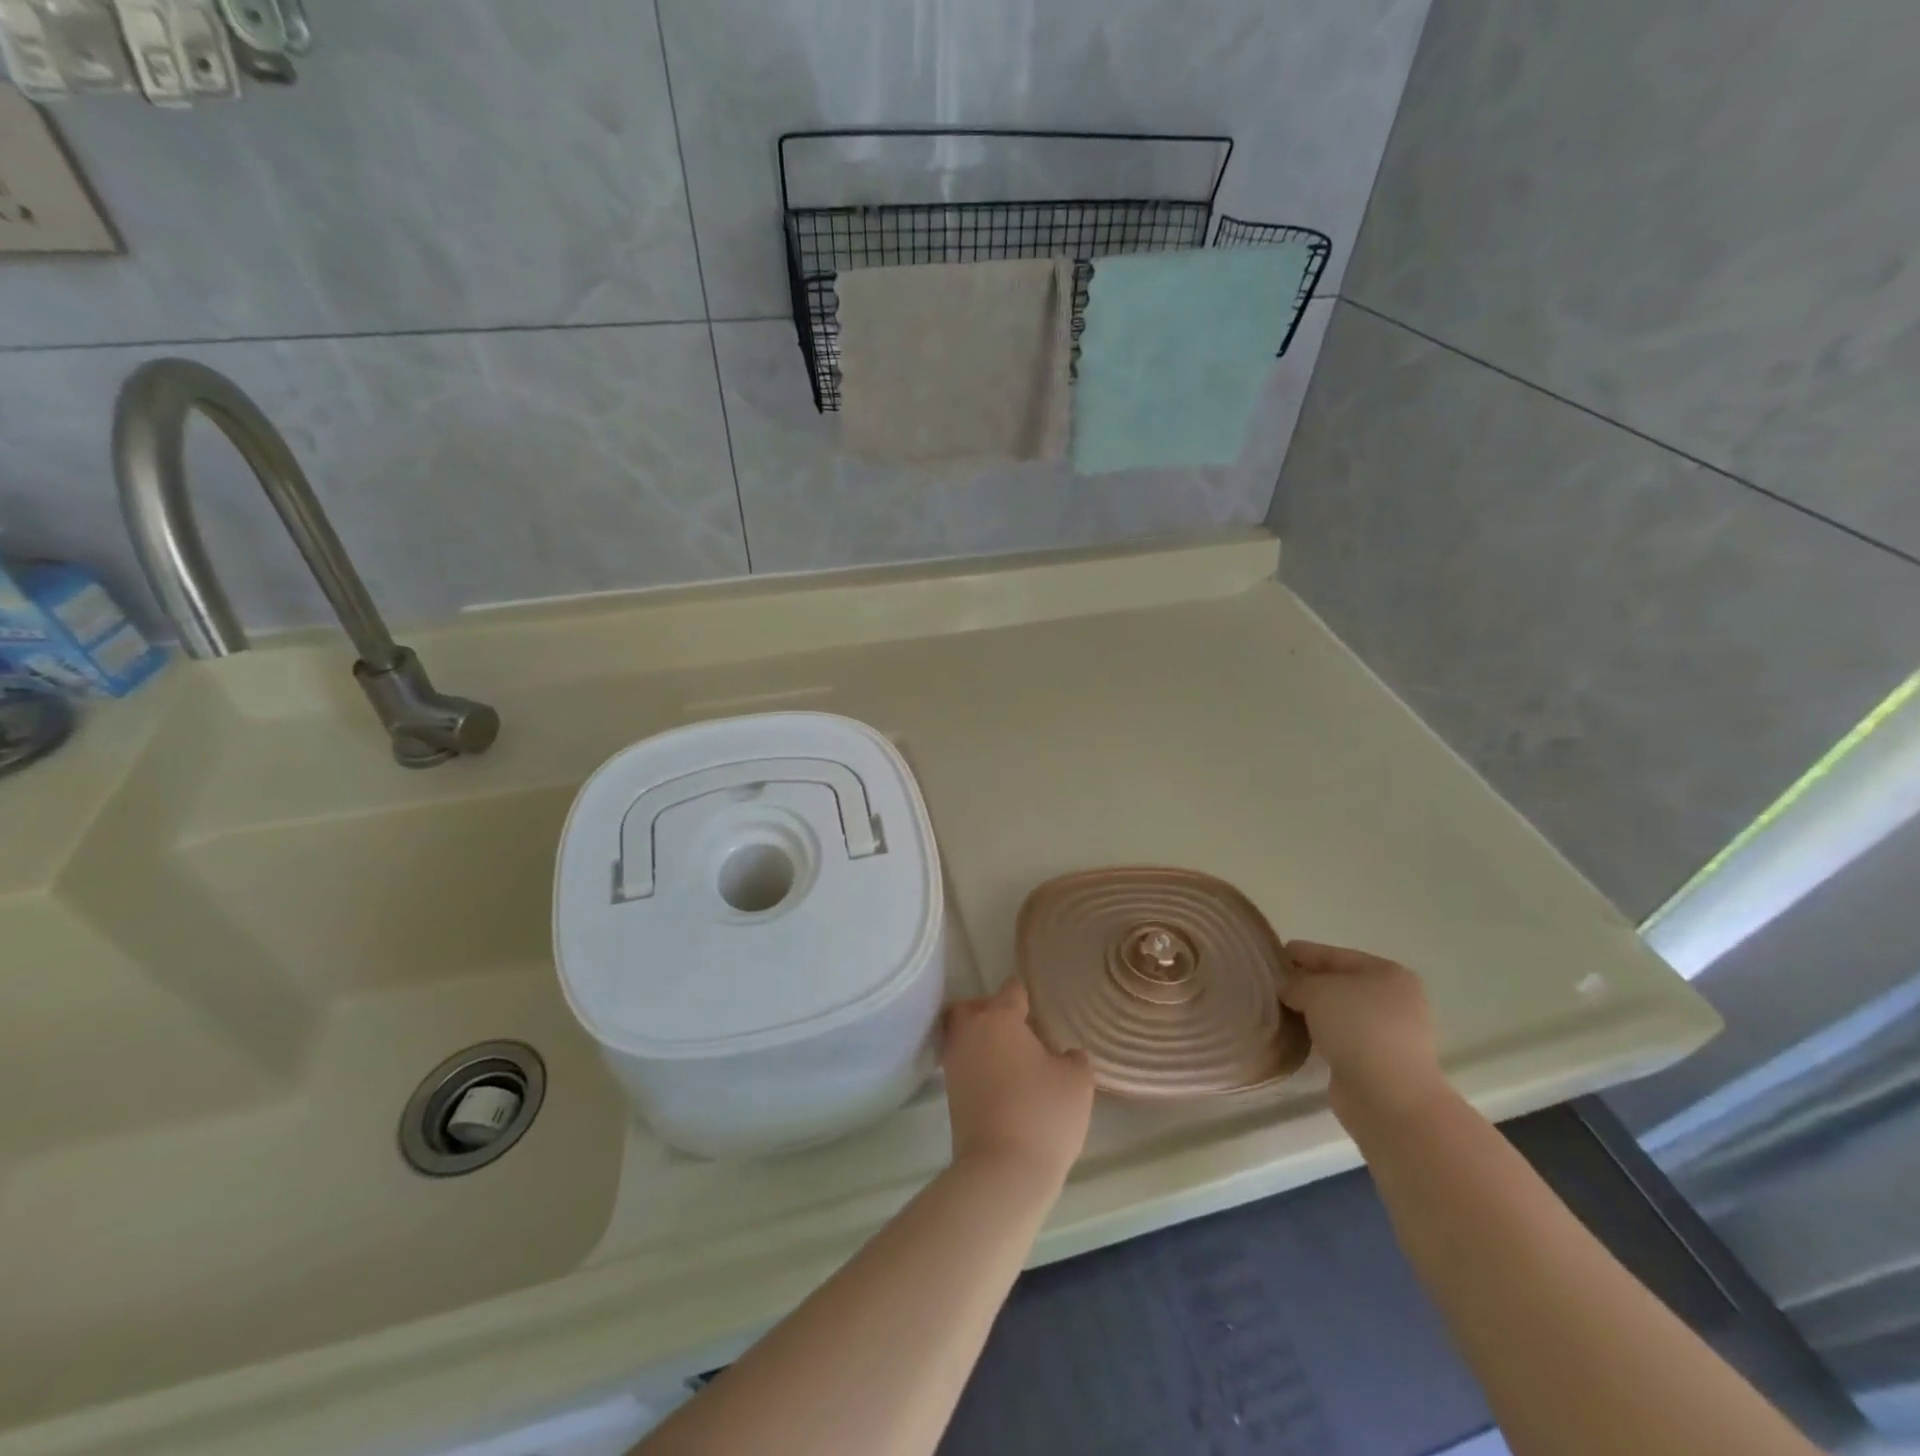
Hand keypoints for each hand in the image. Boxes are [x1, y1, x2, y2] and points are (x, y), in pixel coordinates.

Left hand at [941, 977, 1093, 1186]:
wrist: (1001, 1171)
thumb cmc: (1043, 1114)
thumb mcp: (1077, 1082)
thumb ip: (1074, 1059)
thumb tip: (1066, 1054)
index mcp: (999, 1018)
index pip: (1011, 990)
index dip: (1026, 996)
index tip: (1038, 1009)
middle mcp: (970, 1032)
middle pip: (972, 1007)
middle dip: (990, 1010)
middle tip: (1016, 1028)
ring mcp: (954, 1064)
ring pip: (962, 1035)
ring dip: (980, 1039)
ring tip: (1010, 1058)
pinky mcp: (949, 1095)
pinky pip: (962, 1064)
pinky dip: (976, 1065)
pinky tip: (1000, 1082)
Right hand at [1280, 941, 1446, 1124]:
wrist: (1389, 1098)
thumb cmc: (1358, 1028)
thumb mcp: (1317, 990)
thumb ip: (1295, 981)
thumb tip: (1287, 988)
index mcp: (1387, 973)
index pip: (1333, 955)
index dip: (1301, 953)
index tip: (1270, 956)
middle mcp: (1393, 1000)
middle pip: (1337, 983)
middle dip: (1304, 984)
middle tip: (1269, 985)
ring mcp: (1388, 1034)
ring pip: (1338, 1013)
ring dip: (1310, 1012)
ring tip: (1276, 1010)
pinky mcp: (1377, 1062)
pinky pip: (1339, 1038)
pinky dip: (1319, 1035)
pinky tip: (1294, 1035)